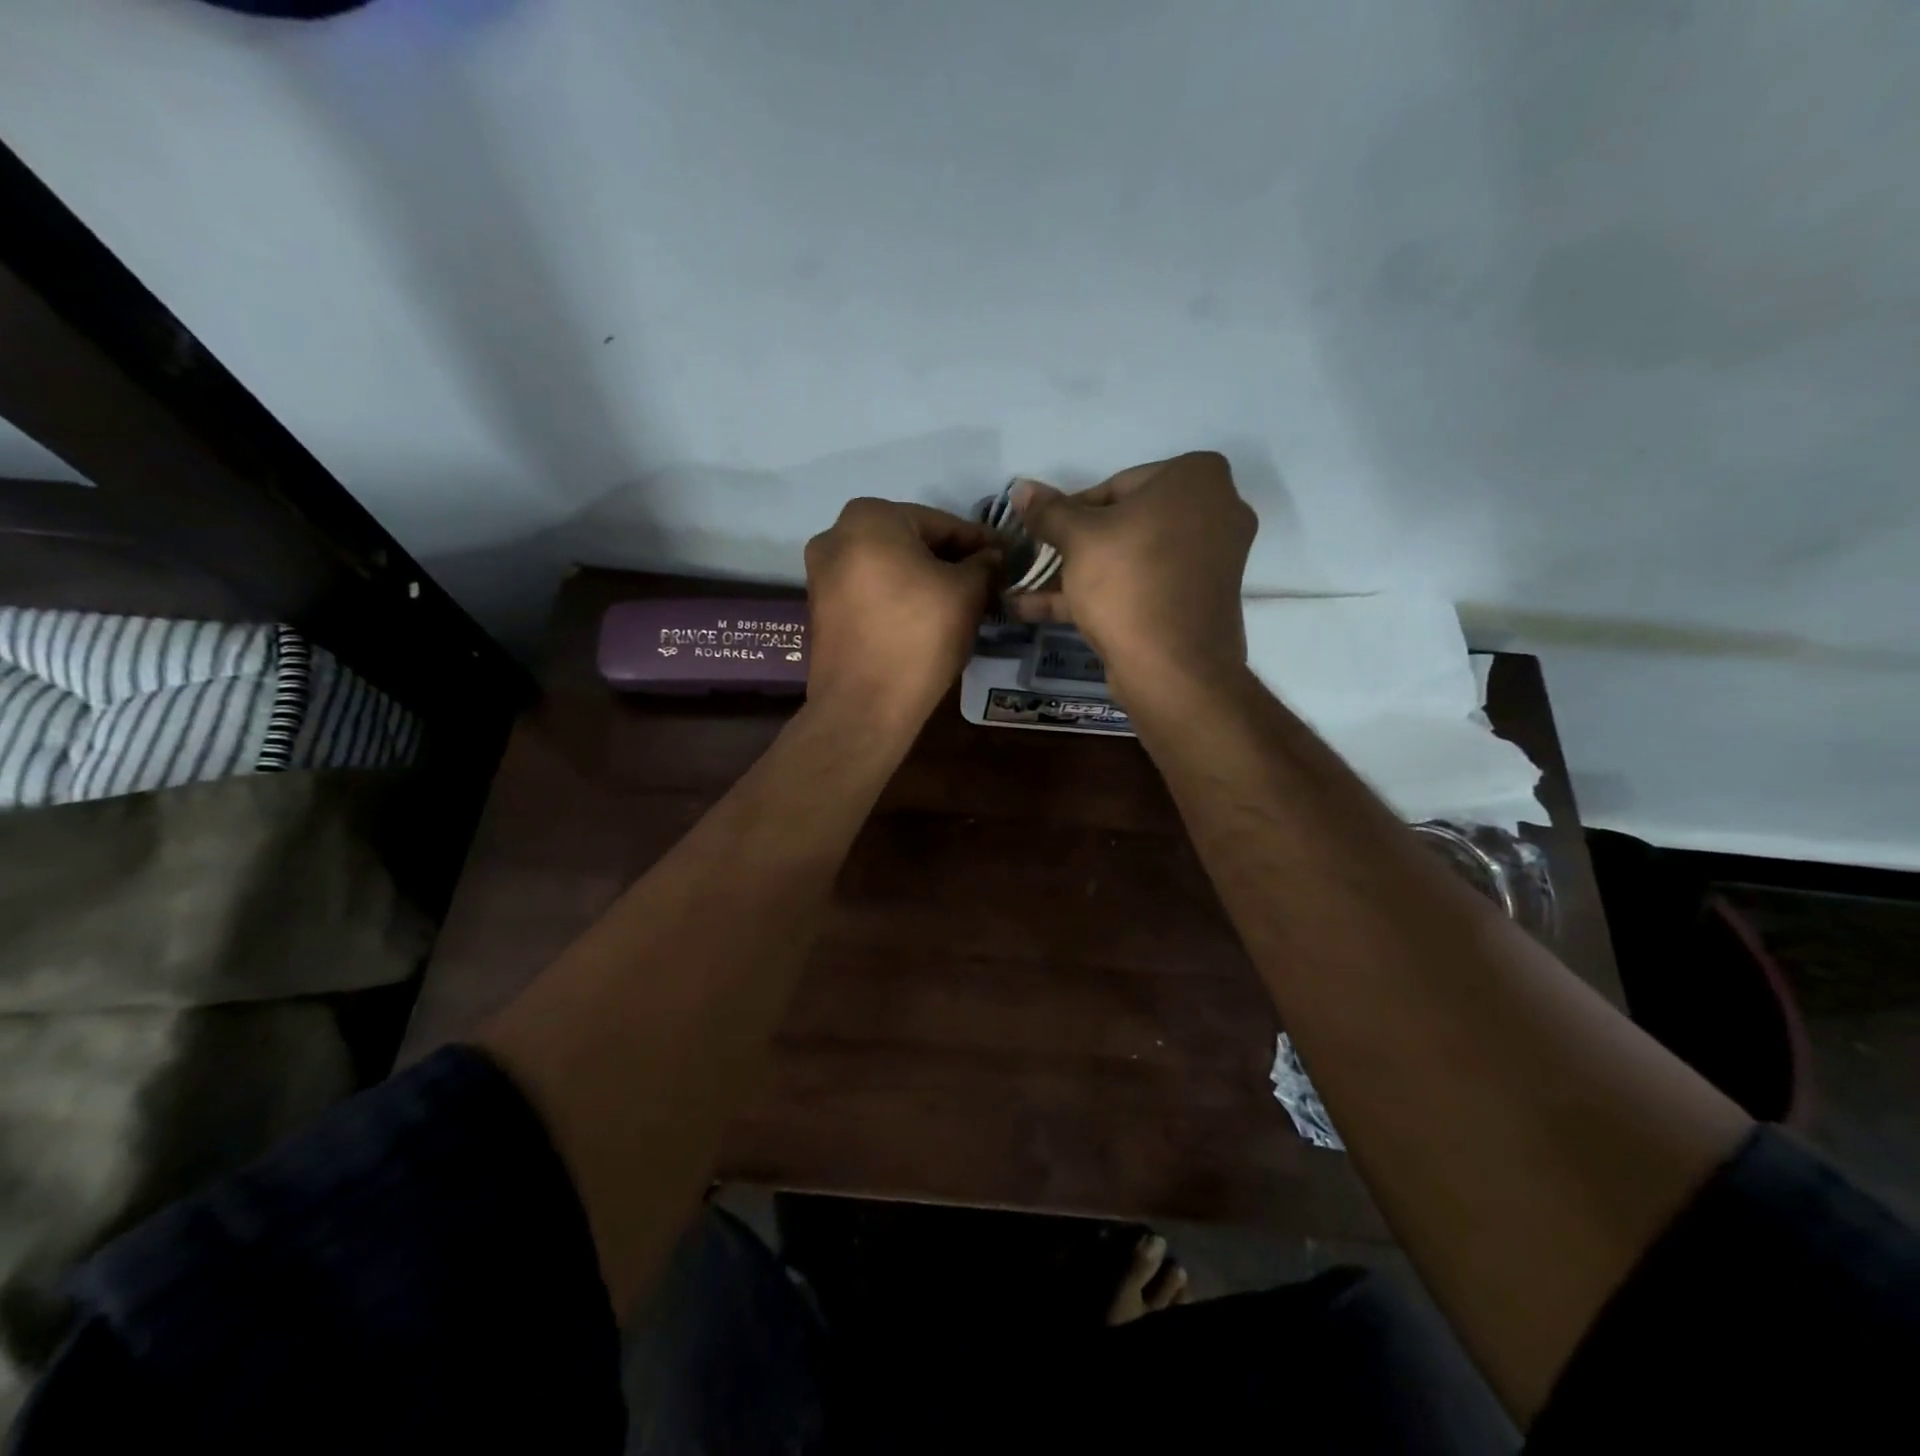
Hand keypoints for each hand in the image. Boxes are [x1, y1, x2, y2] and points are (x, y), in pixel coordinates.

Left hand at [804, 498, 999, 739]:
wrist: (865, 704)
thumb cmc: (919, 635)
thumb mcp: (967, 593)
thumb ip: (984, 564)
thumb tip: (992, 557)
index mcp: (869, 517)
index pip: (942, 523)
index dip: (980, 543)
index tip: (1007, 558)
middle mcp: (836, 535)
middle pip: (912, 542)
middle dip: (950, 561)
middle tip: (987, 582)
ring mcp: (822, 574)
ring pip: (891, 568)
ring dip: (925, 581)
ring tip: (962, 603)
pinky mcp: (822, 609)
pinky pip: (872, 592)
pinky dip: (900, 599)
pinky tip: (927, 619)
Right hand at [1011, 452, 1255, 701]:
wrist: (1173, 667)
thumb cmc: (1128, 581)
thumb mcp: (1077, 539)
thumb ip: (1048, 511)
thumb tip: (1022, 489)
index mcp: (1196, 477)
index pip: (1117, 484)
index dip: (1071, 510)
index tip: (1043, 532)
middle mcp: (1215, 511)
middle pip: (1125, 523)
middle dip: (1074, 546)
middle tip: (1037, 560)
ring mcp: (1210, 560)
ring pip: (1131, 559)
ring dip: (1077, 575)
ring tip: (1025, 591)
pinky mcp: (1197, 601)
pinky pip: (1144, 586)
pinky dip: (1101, 594)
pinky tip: (1041, 610)